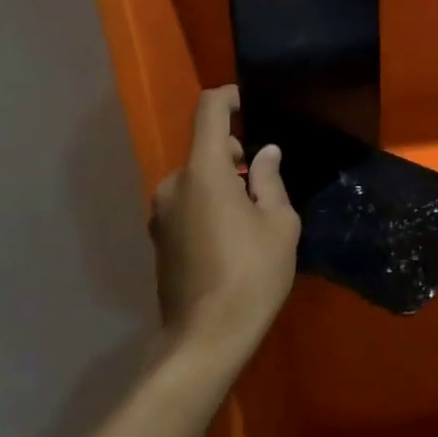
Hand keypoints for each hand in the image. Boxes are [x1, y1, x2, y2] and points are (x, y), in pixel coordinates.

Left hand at [150, 87, 300, 370]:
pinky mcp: (158, 239)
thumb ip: (269, 180)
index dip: (228, 98)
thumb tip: (264, 154)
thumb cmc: (252, 274)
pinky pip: (187, 204)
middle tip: (264, 183)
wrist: (205, 338)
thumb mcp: (279, 223)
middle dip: (233, 155)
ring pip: (196, 180)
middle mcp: (173, 184)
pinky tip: (230, 238)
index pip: (208, 111)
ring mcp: (160, 213)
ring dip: (221, 184)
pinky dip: (208, 205)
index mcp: (203, 172)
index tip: (248, 101)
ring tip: (251, 216)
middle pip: (204, 150)